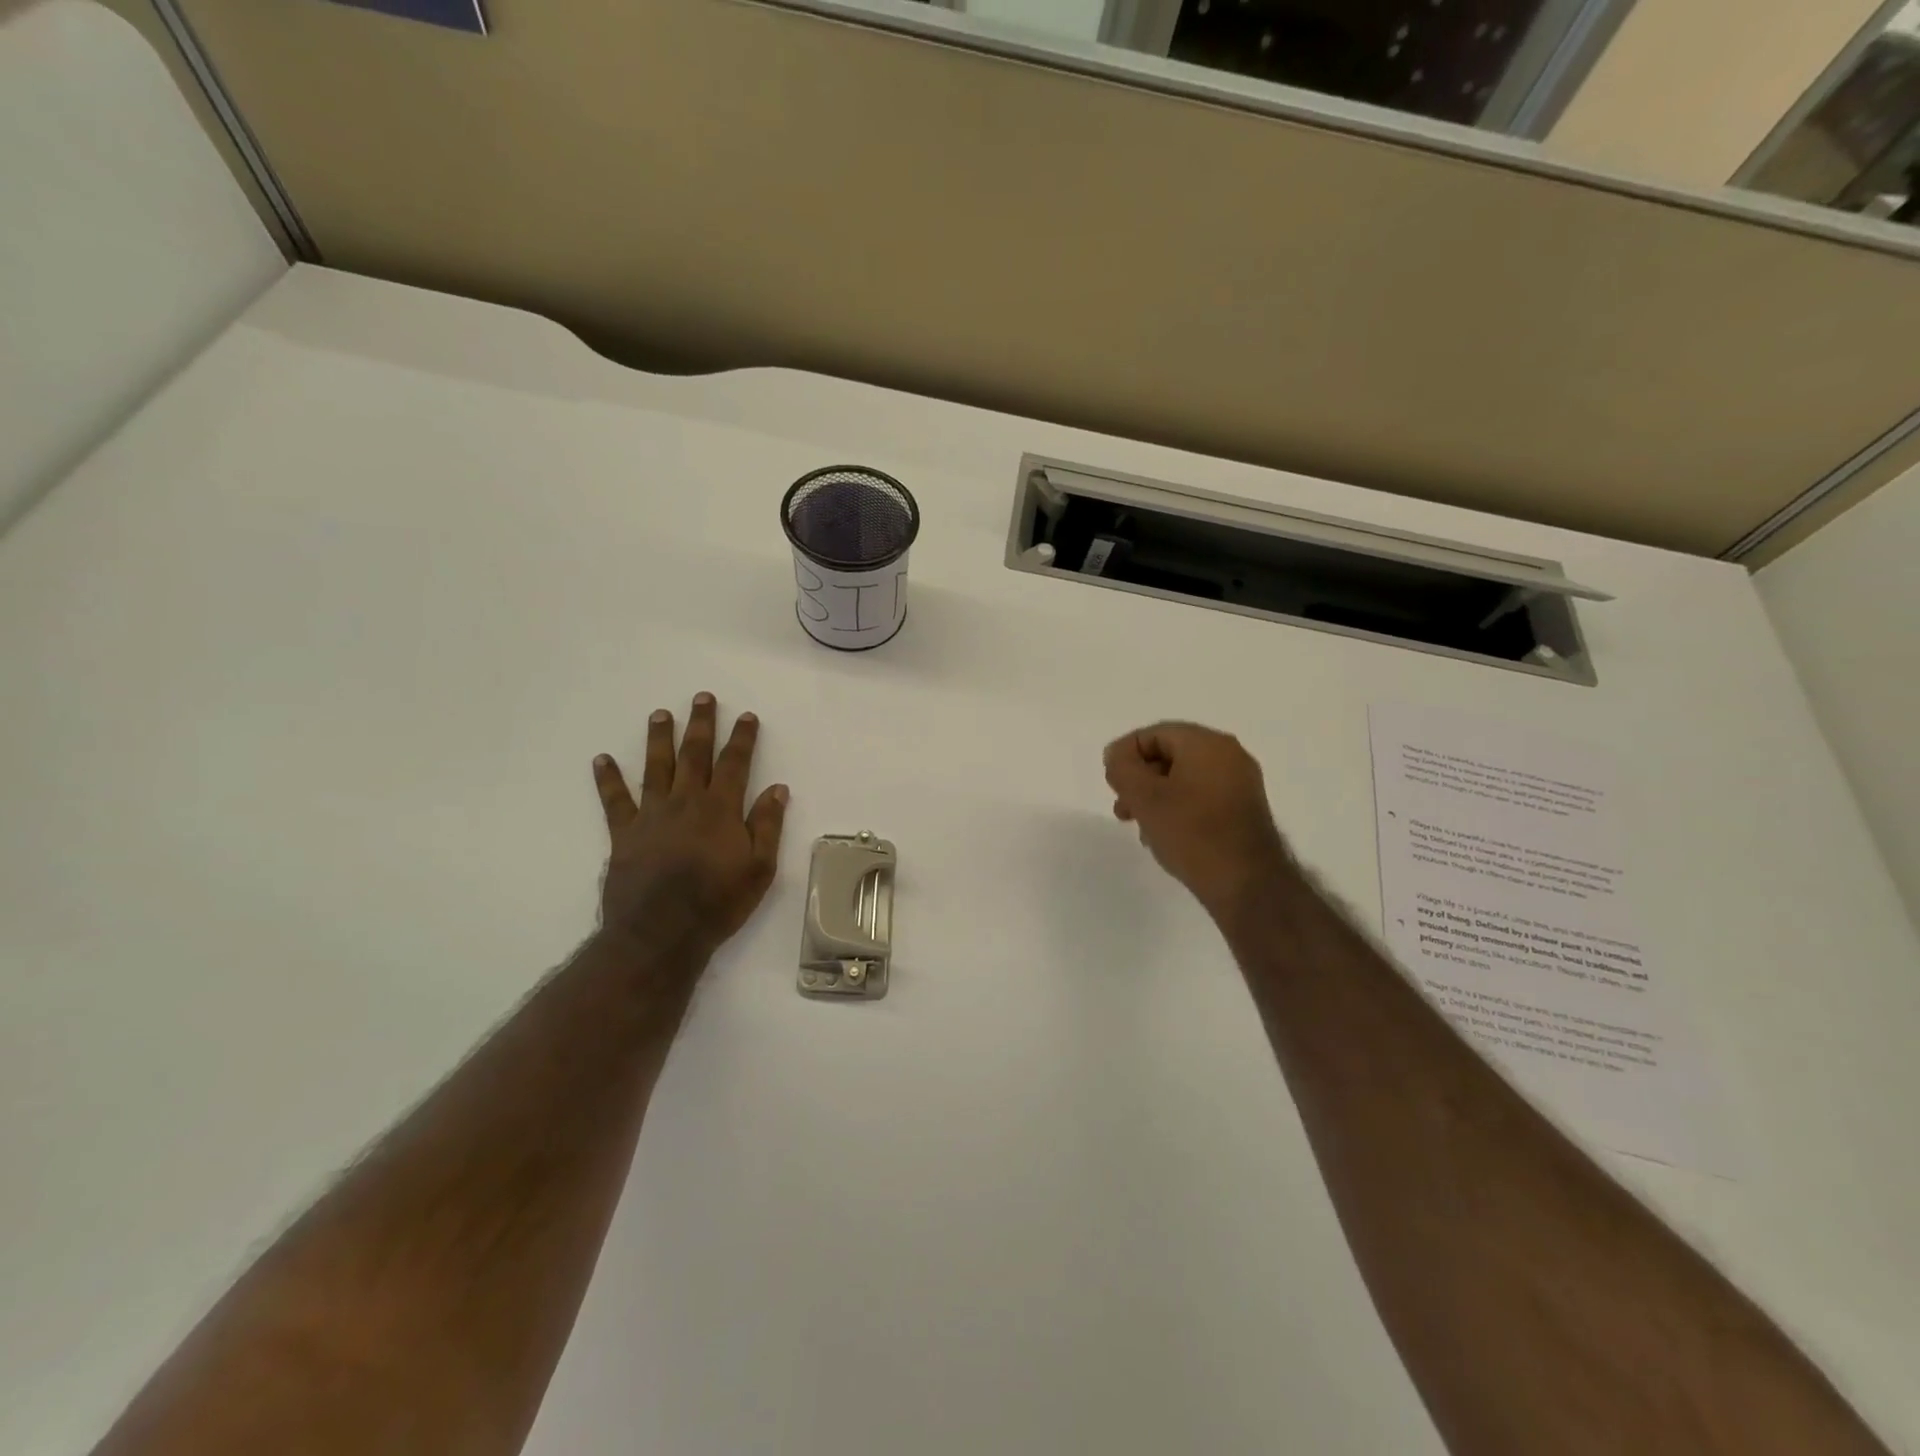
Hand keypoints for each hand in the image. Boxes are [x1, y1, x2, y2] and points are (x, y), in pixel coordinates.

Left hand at [592, 692, 788, 955]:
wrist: (661, 933)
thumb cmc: (718, 902)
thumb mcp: (759, 868)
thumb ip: (767, 825)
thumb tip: (777, 788)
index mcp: (720, 809)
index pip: (734, 764)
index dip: (742, 738)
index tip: (746, 716)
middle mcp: (686, 802)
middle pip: (694, 755)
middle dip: (700, 724)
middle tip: (701, 697)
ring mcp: (651, 815)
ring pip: (656, 767)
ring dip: (659, 738)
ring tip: (660, 714)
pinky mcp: (624, 834)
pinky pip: (615, 800)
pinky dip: (608, 779)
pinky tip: (602, 759)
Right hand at [1104, 721, 1297, 920]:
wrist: (1247, 883)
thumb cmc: (1191, 832)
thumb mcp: (1144, 797)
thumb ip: (1122, 768)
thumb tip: (1118, 755)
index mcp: (1207, 743)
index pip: (1153, 733)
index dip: (1125, 756)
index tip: (1112, 786)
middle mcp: (1229, 755)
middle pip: (1170, 754)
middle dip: (1140, 779)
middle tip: (1122, 808)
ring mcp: (1241, 783)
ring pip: (1184, 778)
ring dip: (1156, 797)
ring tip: (1141, 828)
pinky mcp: (1244, 809)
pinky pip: (1202, 796)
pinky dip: (1178, 808)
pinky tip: (1166, 836)